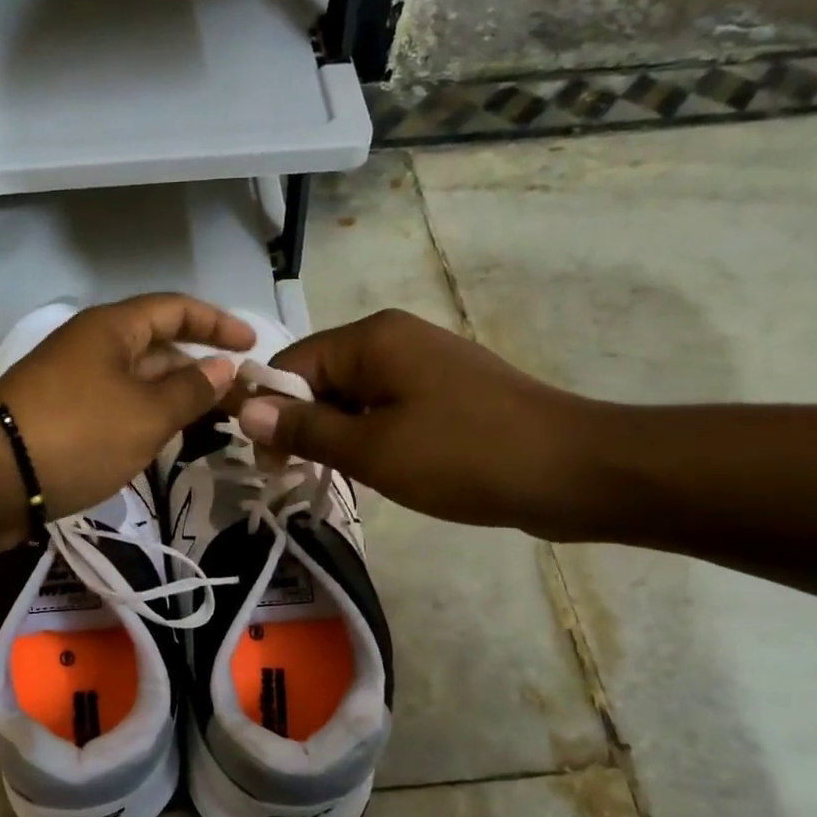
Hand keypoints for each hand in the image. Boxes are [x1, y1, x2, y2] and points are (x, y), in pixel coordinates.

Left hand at [0, 294, 253, 518]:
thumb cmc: (79, 434)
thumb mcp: (146, 414)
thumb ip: (190, 390)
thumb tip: (223, 366)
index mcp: (112, 329)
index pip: (175, 309)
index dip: (217, 323)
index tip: (252, 347)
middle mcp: (92, 347)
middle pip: (157, 347)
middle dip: (200, 369)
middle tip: (239, 400)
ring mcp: (74, 384)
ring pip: (137, 382)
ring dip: (174, 399)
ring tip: (213, 425)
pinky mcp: (62, 419)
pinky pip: (117, 409)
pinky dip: (145, 421)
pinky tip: (165, 444)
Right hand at [234, 308, 601, 536]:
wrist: (573, 470)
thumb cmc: (463, 457)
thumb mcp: (370, 449)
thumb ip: (304, 429)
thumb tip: (243, 409)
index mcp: (371, 338)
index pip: (291, 365)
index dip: (269, 412)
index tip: (269, 464)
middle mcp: (394, 338)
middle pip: (320, 378)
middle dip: (303, 426)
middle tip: (301, 477)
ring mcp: (424, 363)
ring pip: (352, 397)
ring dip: (336, 436)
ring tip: (341, 478)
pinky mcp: (445, 391)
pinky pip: (385, 408)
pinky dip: (369, 437)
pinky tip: (378, 470)